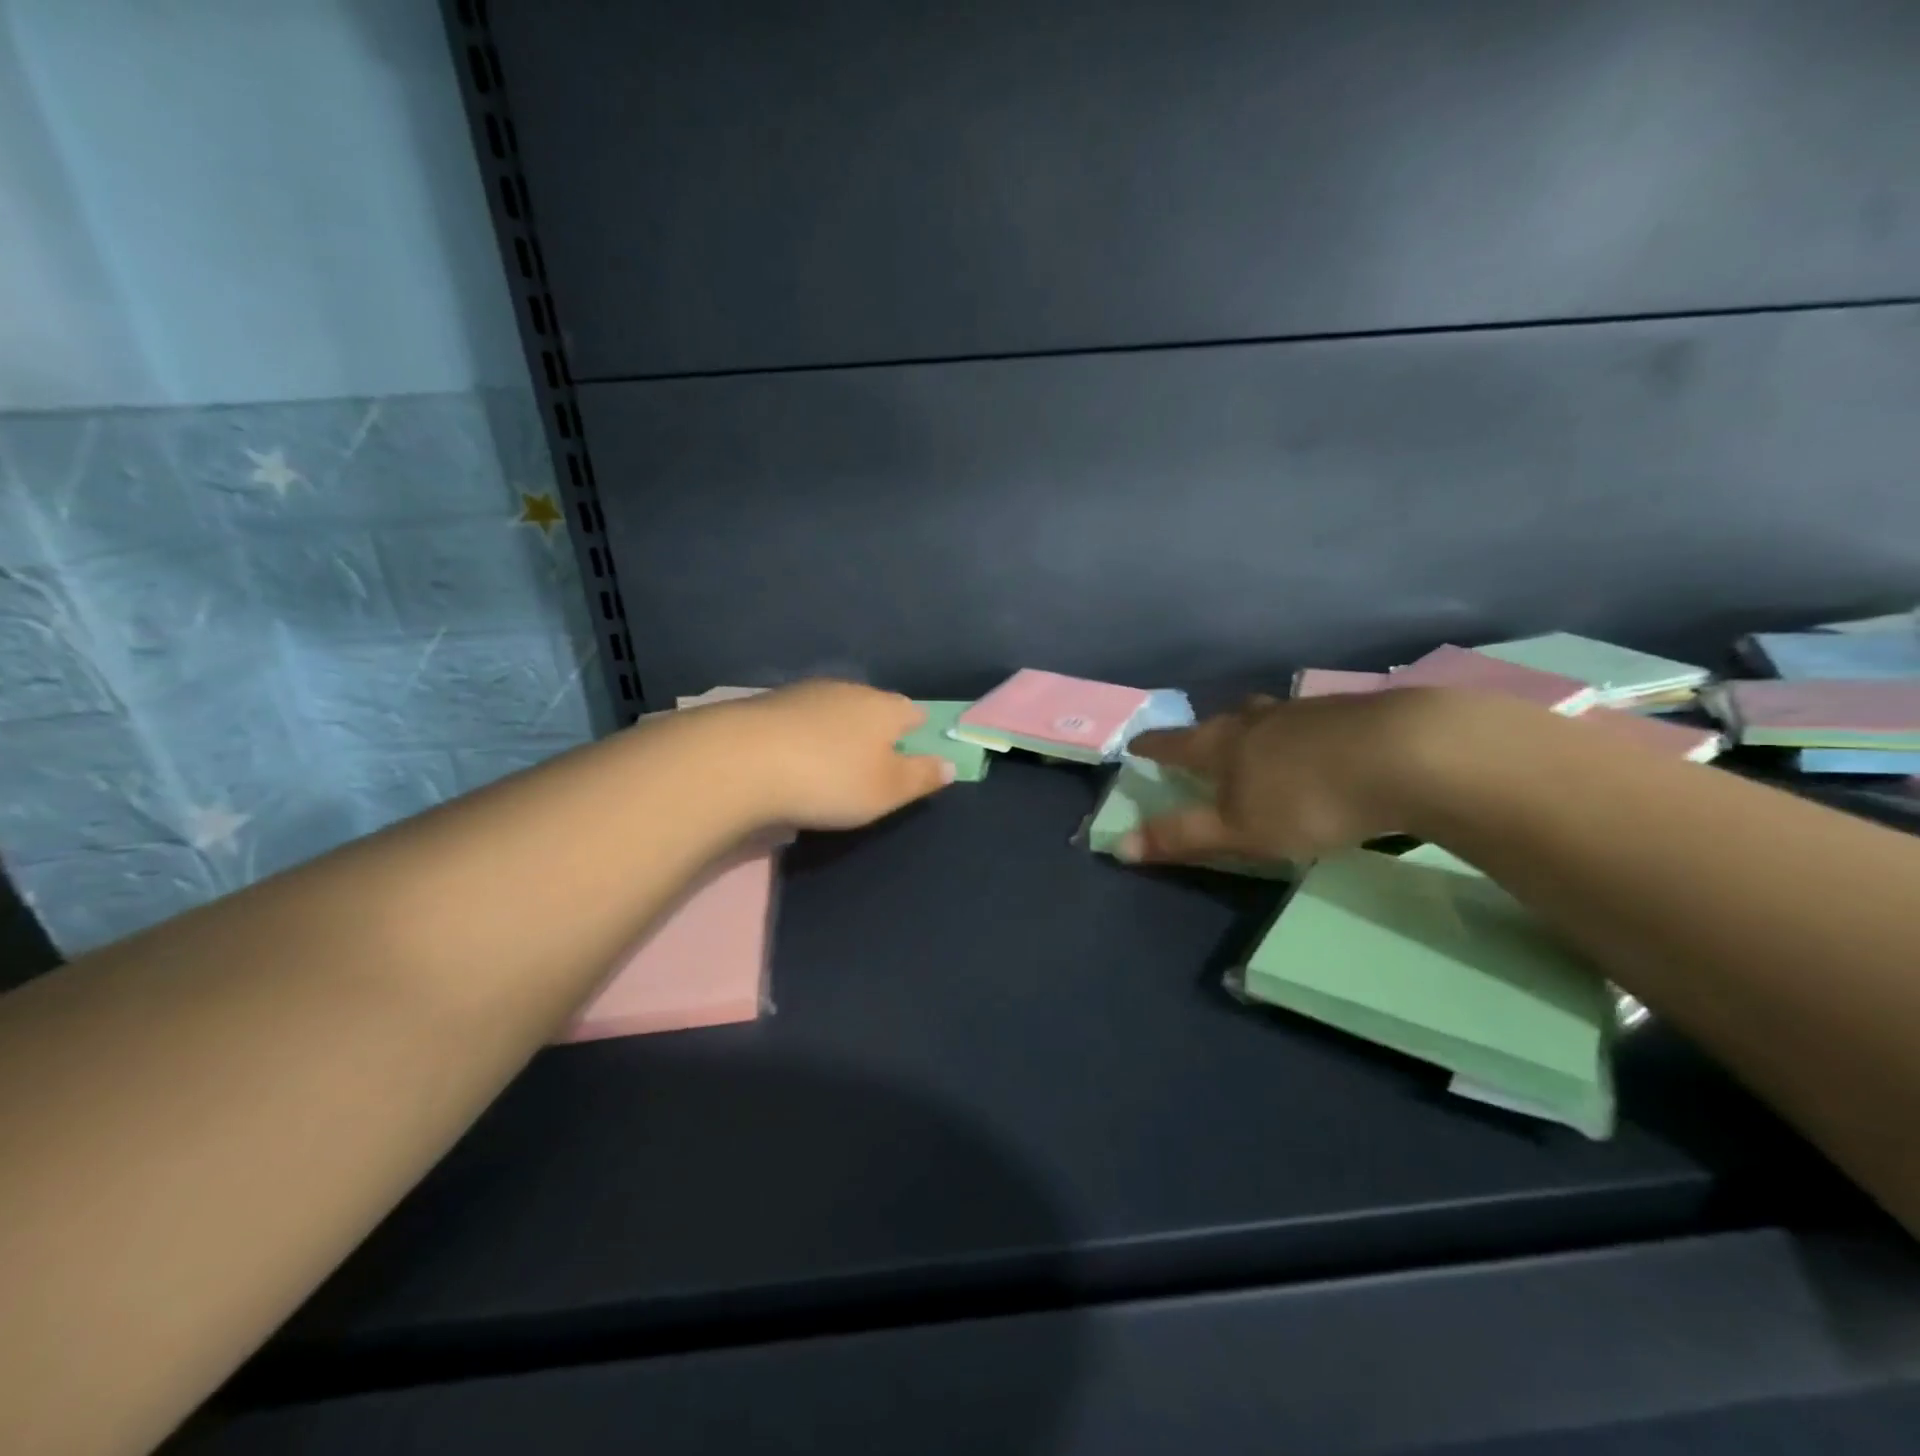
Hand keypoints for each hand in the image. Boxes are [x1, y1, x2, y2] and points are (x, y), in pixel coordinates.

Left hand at [708, 680, 953, 830]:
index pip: (913, 711)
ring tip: (831, 761)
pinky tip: (794, 756)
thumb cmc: (830, 779)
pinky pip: (800, 717)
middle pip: (873, 706)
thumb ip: (922, 777)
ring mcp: (805, 692)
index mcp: (885, 707)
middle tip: (872, 762)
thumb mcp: (887, 790)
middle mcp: (849, 690)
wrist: (741, 760)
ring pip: (834, 709)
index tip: (915, 750)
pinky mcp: (767, 703)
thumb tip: (951, 764)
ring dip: (837, 730)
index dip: (918, 731)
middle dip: (876, 729)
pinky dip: (804, 734)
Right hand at [1123, 688, 1474, 863]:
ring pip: (1269, 716)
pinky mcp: (1352, 712)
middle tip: (1203, 744)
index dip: (1152, 746)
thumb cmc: (1307, 799)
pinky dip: (1303, 734)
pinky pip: (1312, 720)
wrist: (1406, 756)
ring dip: (1257, 729)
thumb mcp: (1238, 831)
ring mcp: (1307, 710)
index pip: (1174, 742)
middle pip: (1223, 720)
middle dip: (1207, 733)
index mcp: (1224, 744)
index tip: (1135, 744)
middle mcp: (1259, 719)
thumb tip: (1119, 845)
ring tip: (1261, 744)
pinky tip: (1321, 749)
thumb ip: (1181, 837)